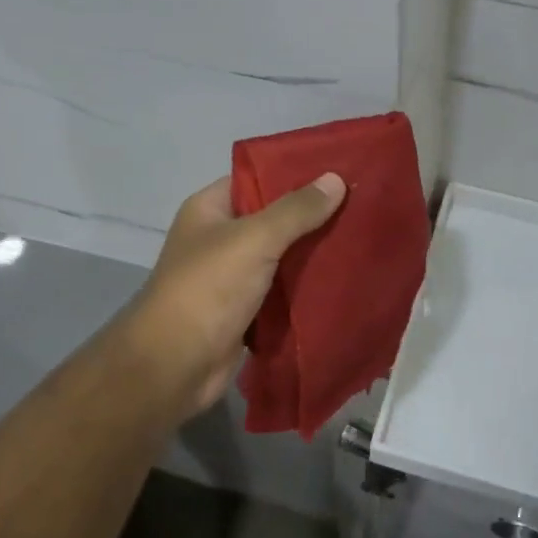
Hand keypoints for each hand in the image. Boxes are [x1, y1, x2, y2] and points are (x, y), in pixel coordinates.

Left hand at [112, 171, 346, 420]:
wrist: (175, 366)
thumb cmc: (208, 289)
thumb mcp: (254, 239)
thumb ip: (296, 211)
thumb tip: (336, 179)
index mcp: (210, 209)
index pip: (257, 178)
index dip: (295, 173)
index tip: (339, 170)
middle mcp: (220, 238)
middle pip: (273, 218)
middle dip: (313, 215)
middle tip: (362, 205)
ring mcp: (232, 276)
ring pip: (282, 256)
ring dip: (313, 252)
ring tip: (362, 237)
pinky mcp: (246, 311)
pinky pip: (283, 290)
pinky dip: (307, 287)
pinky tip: (344, 278)